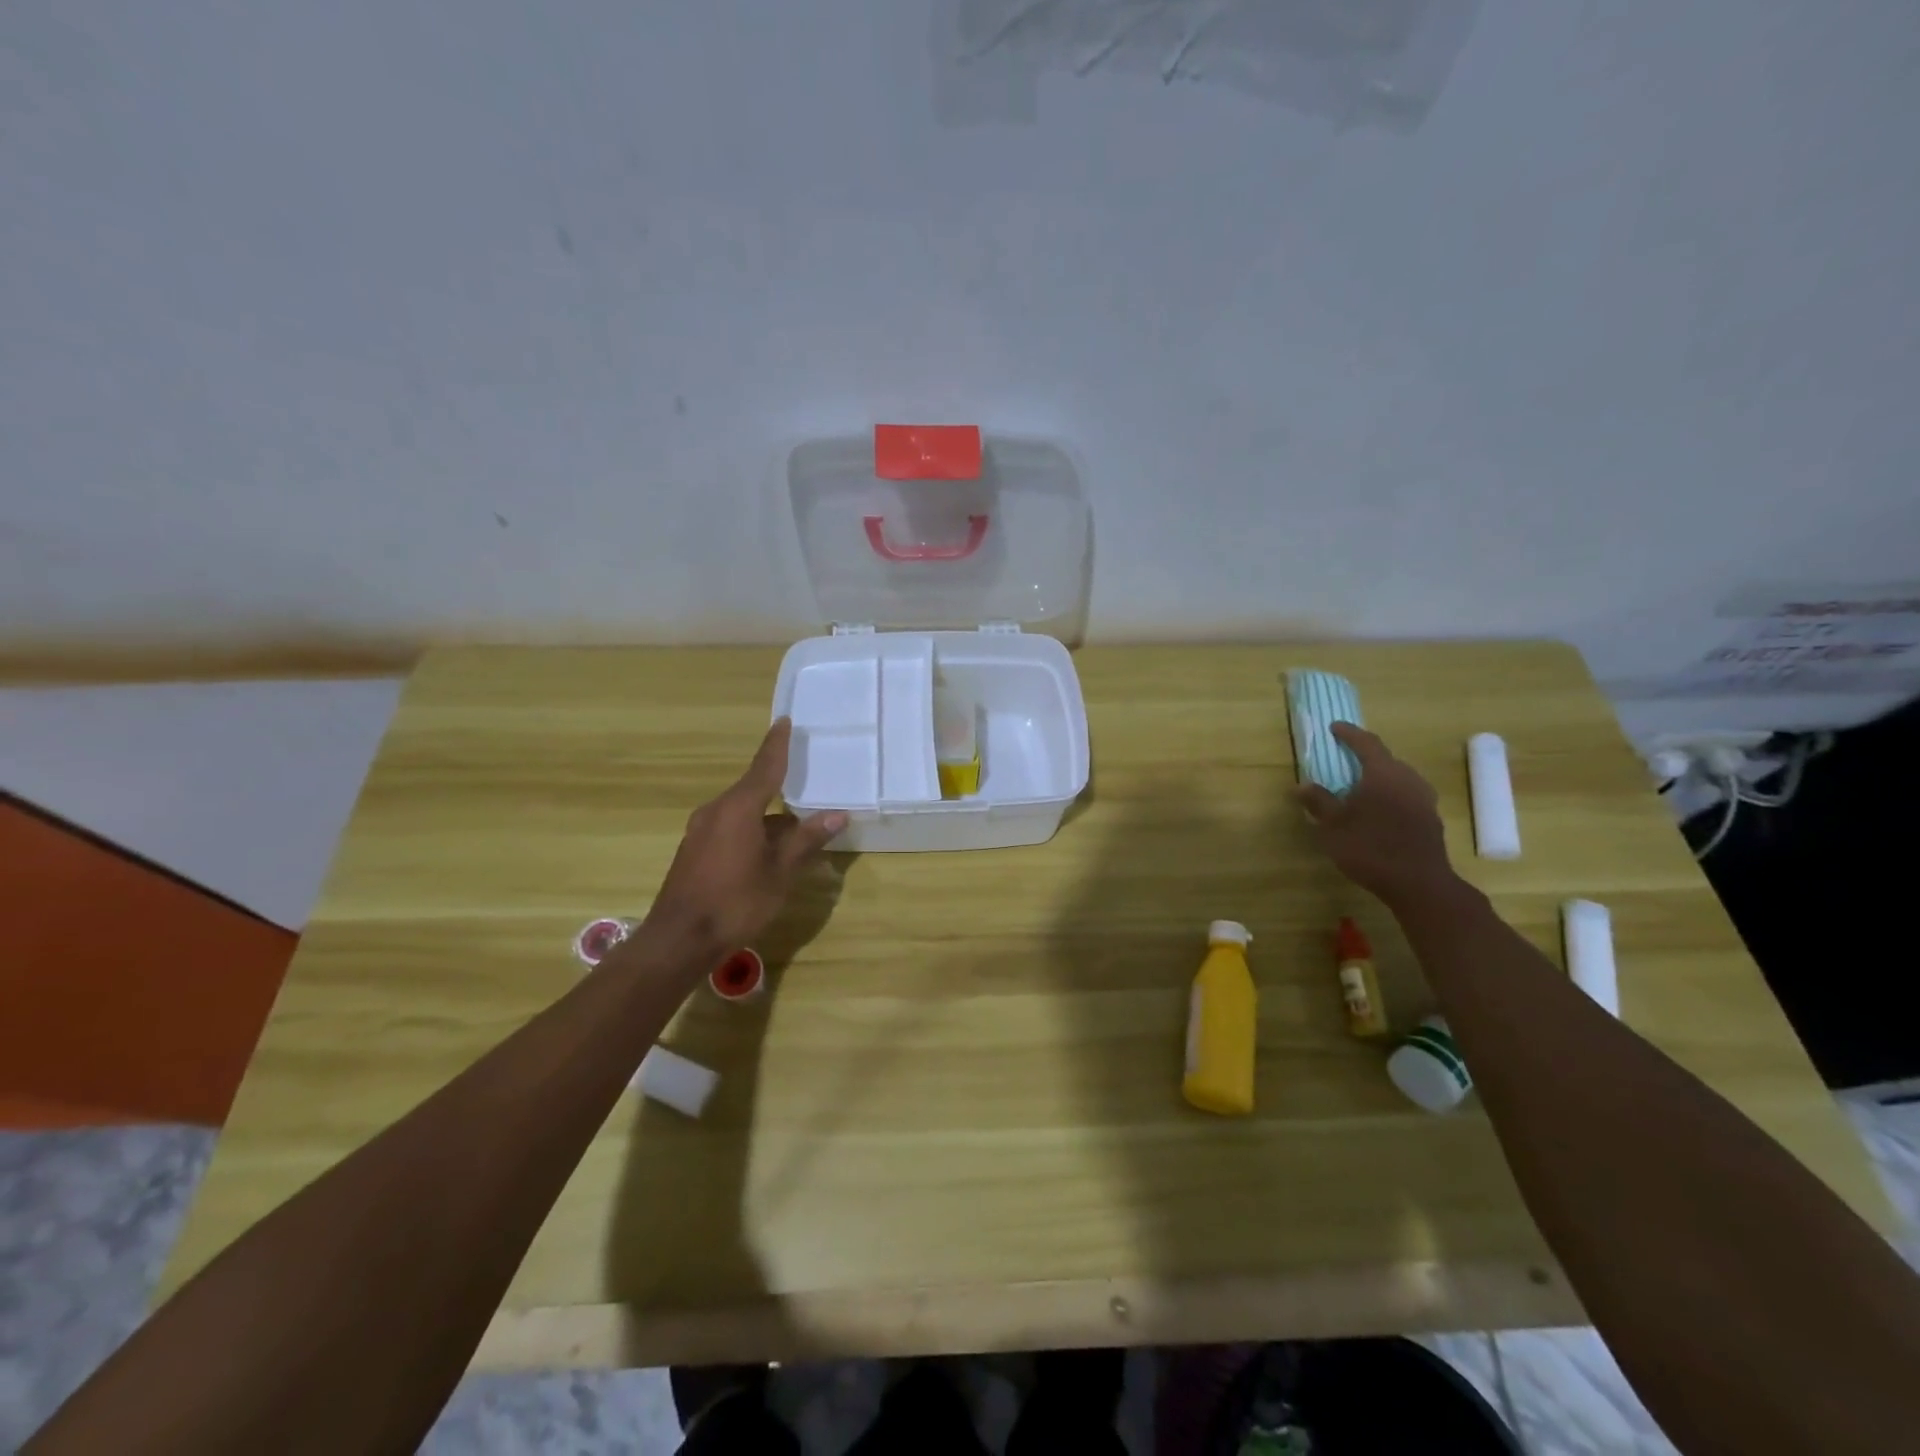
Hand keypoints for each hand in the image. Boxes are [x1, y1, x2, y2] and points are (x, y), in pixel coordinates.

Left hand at [641, 719, 846, 960]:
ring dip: (768, 818)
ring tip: (796, 829)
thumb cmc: (736, 901)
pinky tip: (768, 852)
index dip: (776, 745)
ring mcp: (701, 831)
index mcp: (739, 808)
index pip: (764, 767)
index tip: (784, 721)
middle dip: (780, 788)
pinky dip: (752, 831)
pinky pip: (730, 828)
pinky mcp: (695, 851)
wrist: (679, 940)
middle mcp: (716, 811)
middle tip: (805, 782)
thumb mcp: (780, 871)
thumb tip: (837, 815)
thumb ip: (806, 840)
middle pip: (754, 790)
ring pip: (743, 813)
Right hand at [1296, 722, 1454, 905]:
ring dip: (1380, 777)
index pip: (1366, 743)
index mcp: (1383, 774)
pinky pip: (1408, 796)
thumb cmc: (1369, 847)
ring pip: (1399, 778)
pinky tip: (1380, 810)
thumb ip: (1318, 801)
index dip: (1349, 733)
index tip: (1335, 727)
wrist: (1418, 883)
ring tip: (1362, 786)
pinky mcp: (1431, 819)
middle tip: (1346, 759)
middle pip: (1387, 759)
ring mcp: (1424, 800)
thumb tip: (1302, 785)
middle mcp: (1408, 779)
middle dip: (1366, 756)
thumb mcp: (1333, 825)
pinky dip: (1391, 795)